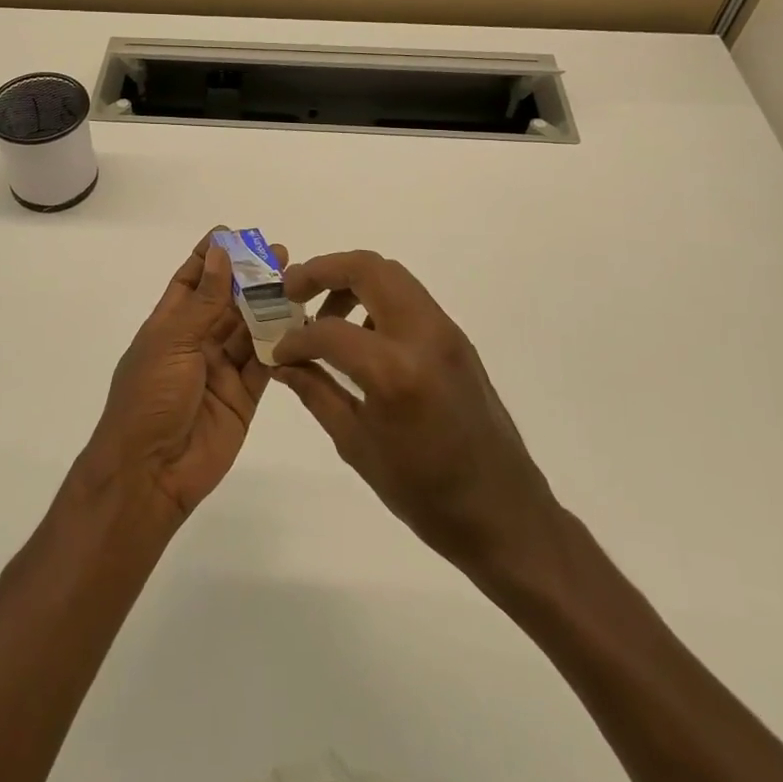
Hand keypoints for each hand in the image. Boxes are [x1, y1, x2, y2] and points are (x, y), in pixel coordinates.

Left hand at [79, 231, 281, 524]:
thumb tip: (219, 252)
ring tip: (297, 280)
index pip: (190, 281)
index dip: (209, 257)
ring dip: (269, 306)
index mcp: (168, 326)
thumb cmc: (149, 399)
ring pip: (250, 330)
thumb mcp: (173, 342)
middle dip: (250, 278)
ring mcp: (221, 371)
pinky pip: (265, 364)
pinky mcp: (243, 397)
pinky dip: (281, 344)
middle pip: (226, 303)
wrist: (150, 473)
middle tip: (281, 254)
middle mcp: (195, 344)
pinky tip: (301, 322)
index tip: (233, 233)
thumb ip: (203, 301)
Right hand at [273, 250, 557, 574]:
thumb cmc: (425, 493)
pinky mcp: (457, 339)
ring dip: (351, 281)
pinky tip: (359, 336)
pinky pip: (410, 299)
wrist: (504, 513)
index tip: (278, 351)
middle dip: (322, 271)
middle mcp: (424, 336)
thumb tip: (282, 364)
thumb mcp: (357, 445)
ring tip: (325, 316)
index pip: (329, 330)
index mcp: (395, 371)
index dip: (295, 339)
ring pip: (392, 275)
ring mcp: (446, 332)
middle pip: (367, 269)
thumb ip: (316, 392)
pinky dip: (376, 300)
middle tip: (293, 292)